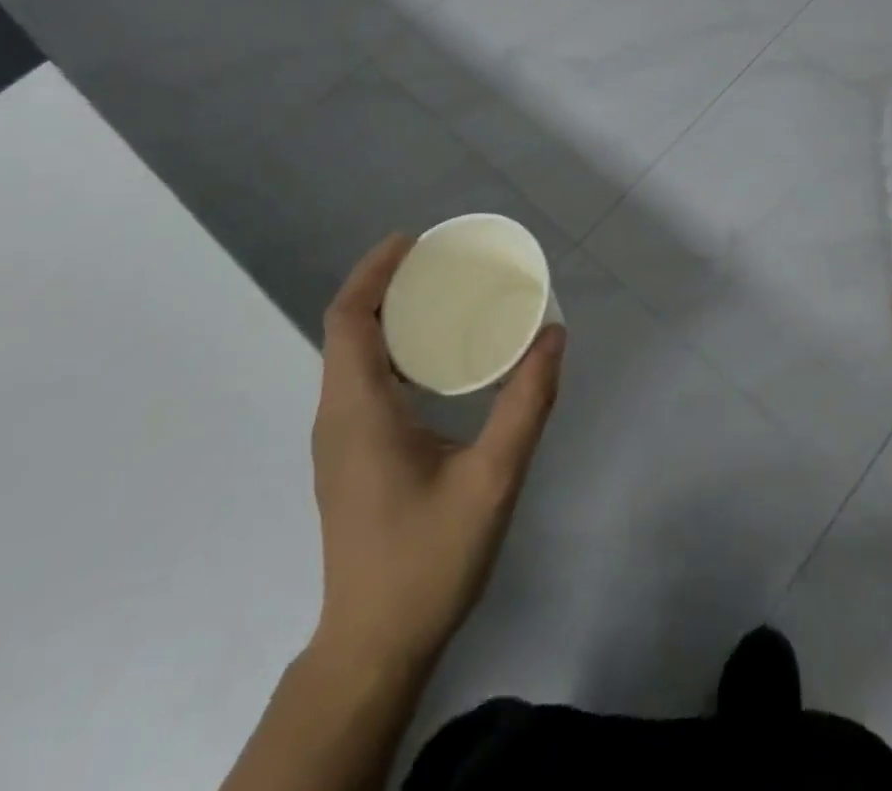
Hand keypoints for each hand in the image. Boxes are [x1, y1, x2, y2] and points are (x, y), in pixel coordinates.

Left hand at [306, 234, 564, 673]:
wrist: (373, 649)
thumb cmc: (427, 560)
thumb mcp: (492, 479)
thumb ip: (526, 403)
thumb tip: (554, 335)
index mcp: (358, 410)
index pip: (347, 318)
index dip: (374, 271)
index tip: (414, 241)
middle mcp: (337, 415)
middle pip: (347, 328)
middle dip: (385, 285)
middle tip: (440, 262)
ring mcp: (338, 440)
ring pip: (351, 356)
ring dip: (386, 317)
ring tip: (441, 297)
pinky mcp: (349, 459)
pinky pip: (360, 381)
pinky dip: (390, 350)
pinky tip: (435, 361)